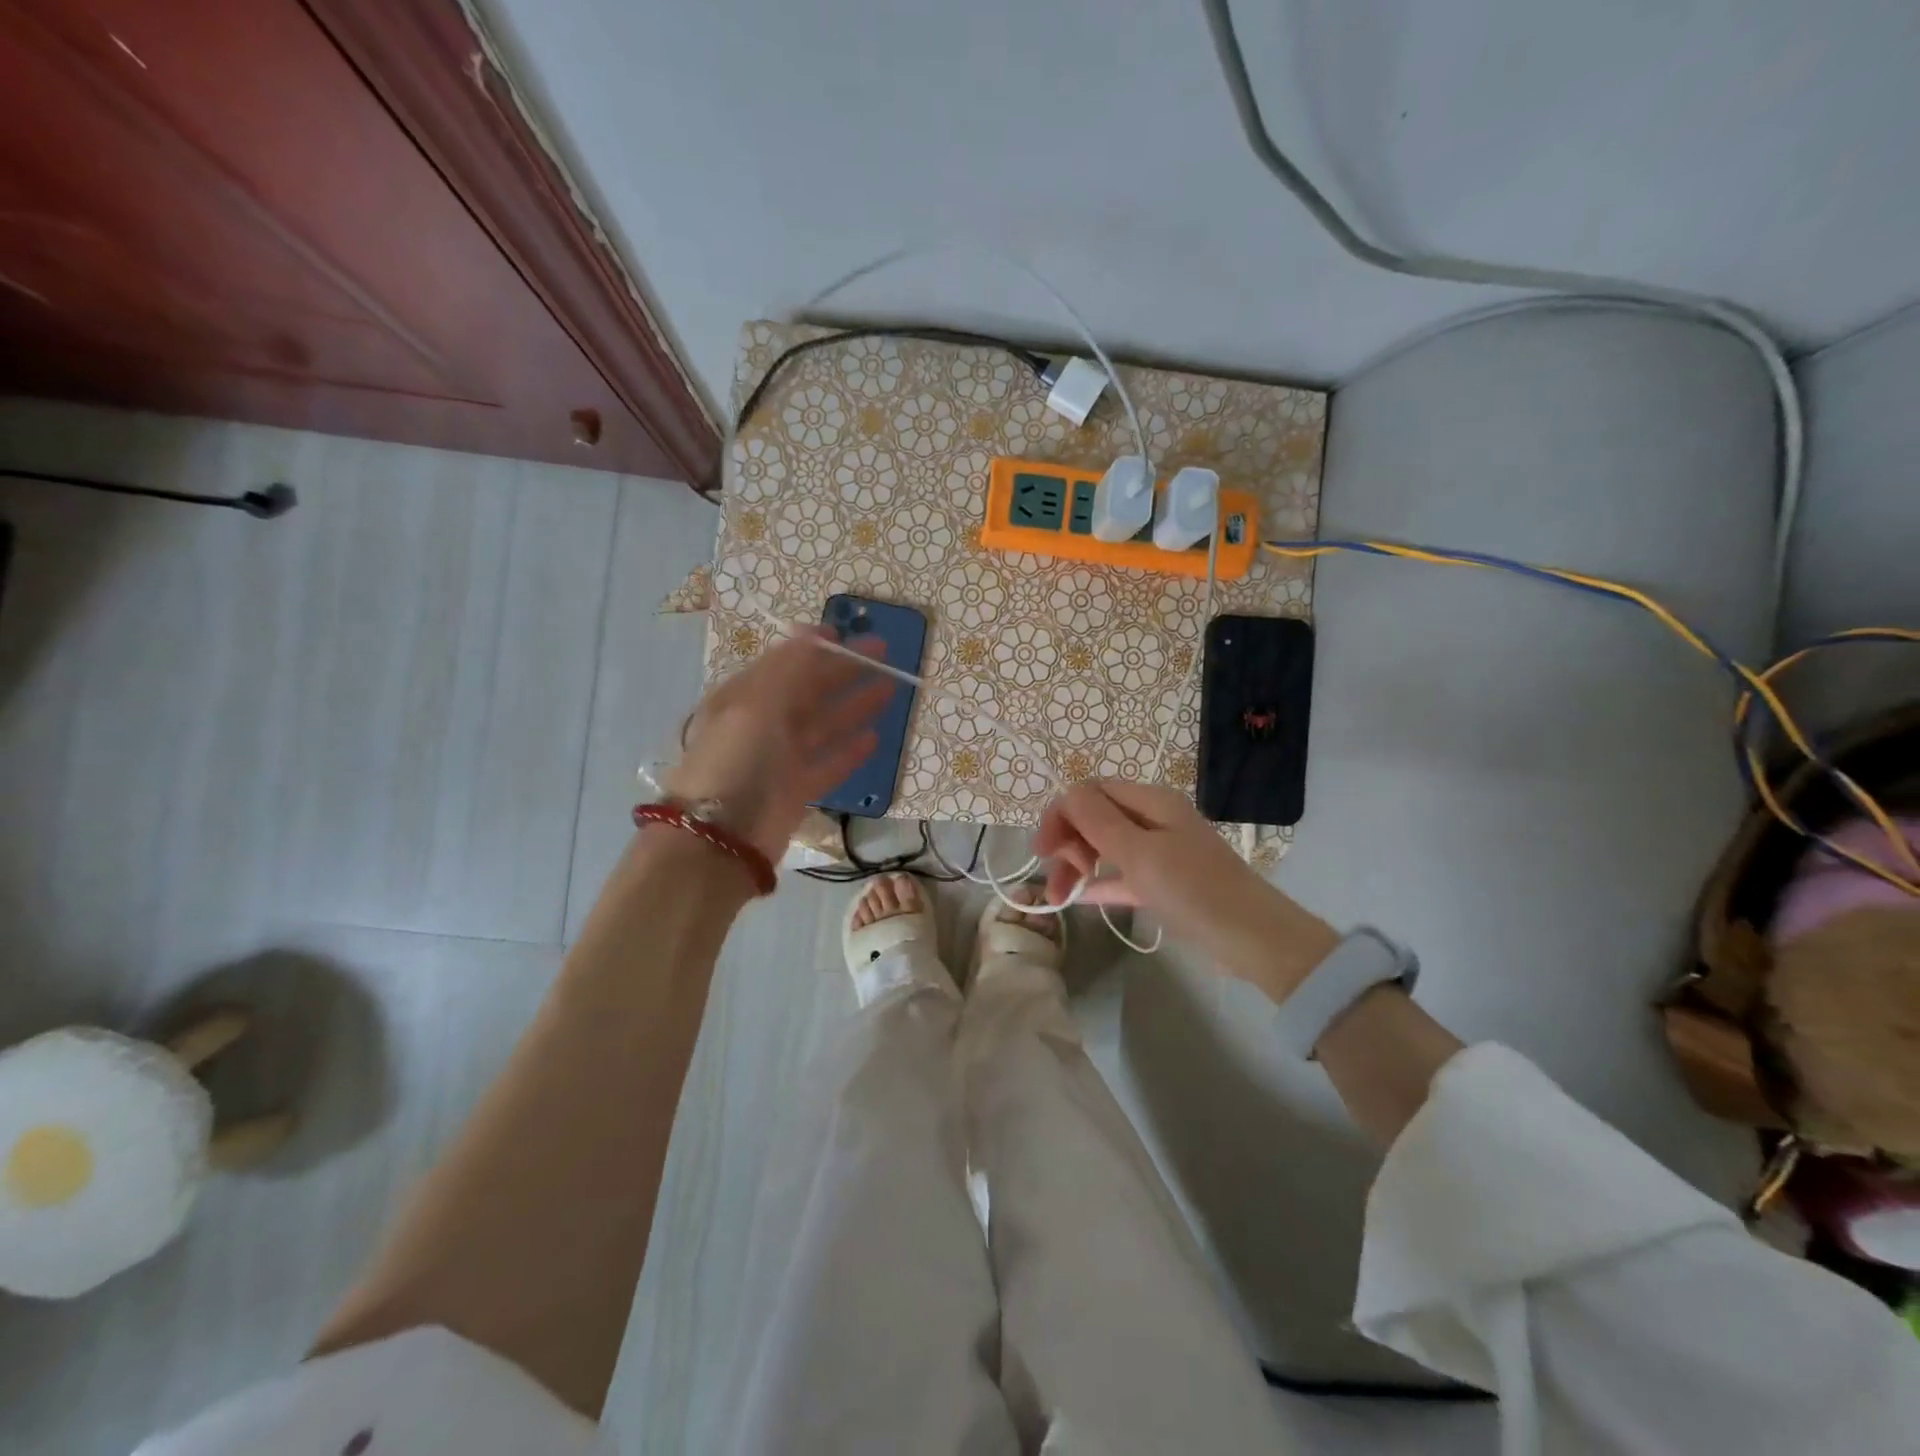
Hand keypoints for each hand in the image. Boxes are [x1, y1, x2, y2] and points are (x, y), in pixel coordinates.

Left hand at [666, 626, 891, 861]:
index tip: (846, 633)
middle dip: (844, 671)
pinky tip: (874, 738)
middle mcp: (763, 724)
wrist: (721, 839)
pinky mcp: (797, 790)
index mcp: (745, 698)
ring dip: (854, 706)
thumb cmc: (736, 761)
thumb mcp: (758, 704)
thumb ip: (790, 668)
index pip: (784, 663)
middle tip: (884, 655)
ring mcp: (781, 759)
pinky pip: (828, 763)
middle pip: (810, 691)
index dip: (814, 648)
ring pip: (824, 725)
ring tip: (889, 690)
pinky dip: (849, 751)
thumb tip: (813, 632)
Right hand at [1033, 779, 1339, 1001]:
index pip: (1091, 791)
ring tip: (1060, 898)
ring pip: (1106, 847)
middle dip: (1068, 844)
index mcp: (1151, 801)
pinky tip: (1081, 898)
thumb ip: (1098, 820)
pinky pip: (1123, 874)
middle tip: (1056, 881)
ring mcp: (1161, 851)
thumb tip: (1066, 793)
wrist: (1254, 939)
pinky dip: (1101, 882)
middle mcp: (1154, 819)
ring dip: (1079, 866)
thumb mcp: (1140, 853)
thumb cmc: (1194, 889)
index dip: (1062, 814)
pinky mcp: (1165, 882)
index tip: (1042, 850)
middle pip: (1095, 818)